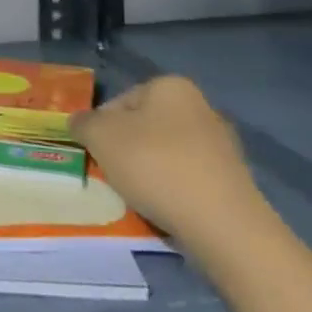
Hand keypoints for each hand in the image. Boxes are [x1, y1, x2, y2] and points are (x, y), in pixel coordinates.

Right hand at [72, 76, 263, 249]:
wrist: (222, 225)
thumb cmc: (155, 165)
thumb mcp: (100, 137)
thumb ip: (82, 123)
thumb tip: (79, 122)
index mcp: (170, 86)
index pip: (119, 101)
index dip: (100, 128)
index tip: (97, 154)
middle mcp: (200, 106)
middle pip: (144, 127)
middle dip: (125, 149)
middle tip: (114, 175)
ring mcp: (221, 145)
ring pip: (165, 154)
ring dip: (148, 172)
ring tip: (139, 197)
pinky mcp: (233, 181)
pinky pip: (188, 179)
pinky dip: (173, 191)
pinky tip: (165, 209)